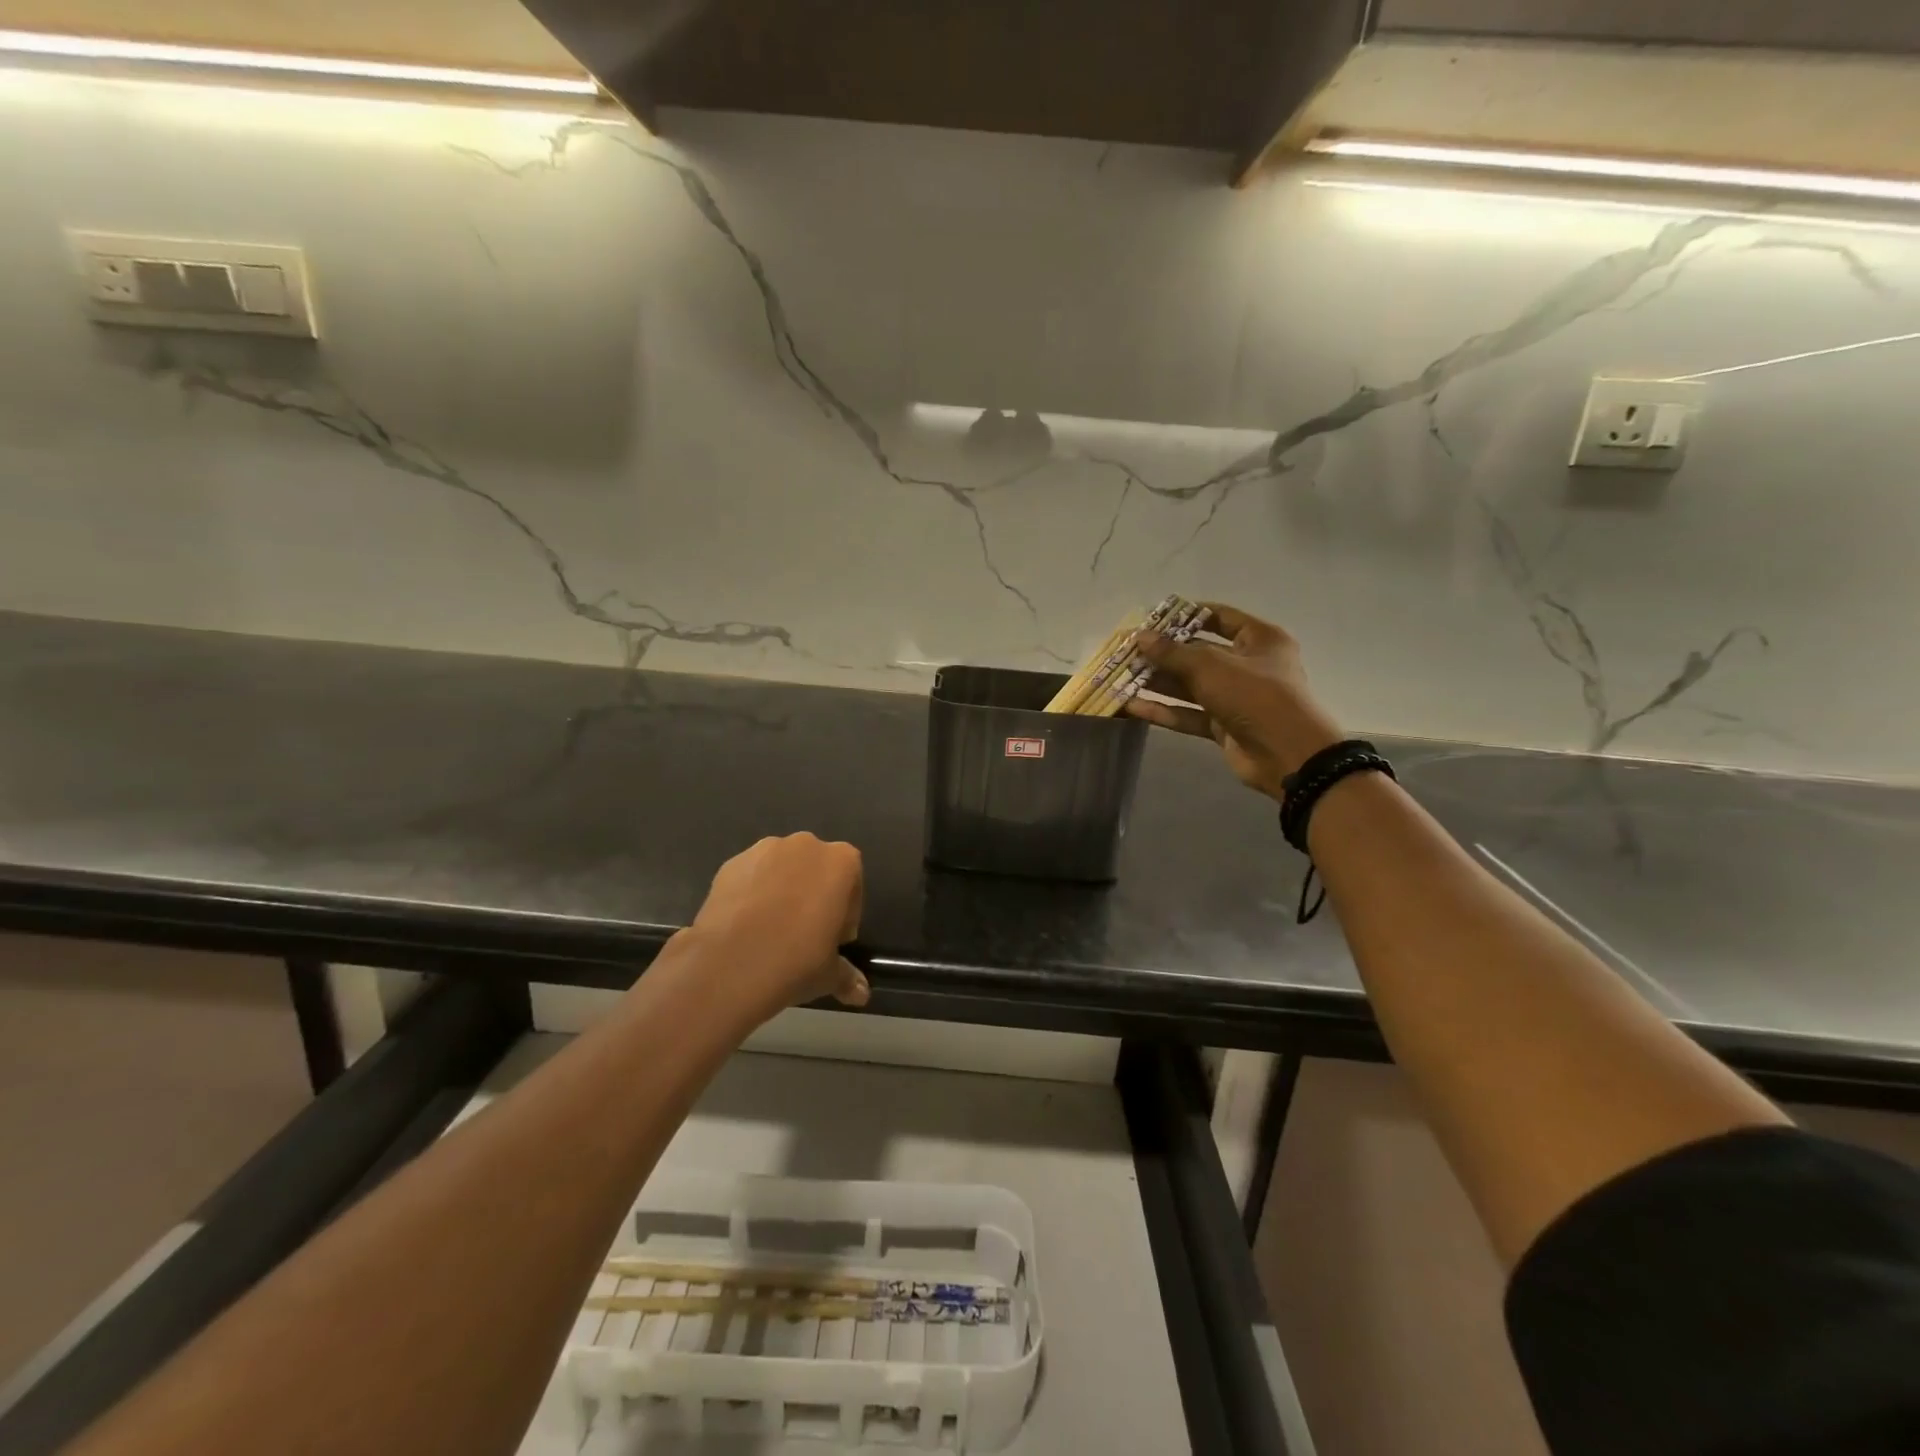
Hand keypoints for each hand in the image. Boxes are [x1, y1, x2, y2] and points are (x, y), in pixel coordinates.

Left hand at [684, 833, 869, 1019]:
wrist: (729, 964)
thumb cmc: (795, 961)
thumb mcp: (829, 974)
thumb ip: (847, 975)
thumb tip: (860, 993)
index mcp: (840, 862)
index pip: (853, 883)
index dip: (846, 913)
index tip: (835, 940)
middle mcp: (806, 845)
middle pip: (817, 870)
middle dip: (815, 896)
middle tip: (805, 934)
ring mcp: (765, 849)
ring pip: (783, 869)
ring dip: (783, 891)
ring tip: (771, 931)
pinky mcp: (731, 863)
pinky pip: (752, 876)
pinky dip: (753, 893)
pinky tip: (746, 926)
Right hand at [1125, 603, 1343, 800]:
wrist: (1286, 754)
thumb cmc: (1254, 695)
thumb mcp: (1210, 666)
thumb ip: (1172, 652)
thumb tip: (1140, 637)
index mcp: (1259, 639)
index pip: (1220, 617)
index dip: (1186, 615)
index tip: (1153, 618)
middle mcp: (1248, 665)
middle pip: (1199, 653)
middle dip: (1163, 653)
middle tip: (1128, 652)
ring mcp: (1235, 697)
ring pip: (1190, 686)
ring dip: (1158, 682)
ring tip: (1122, 678)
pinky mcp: (1223, 725)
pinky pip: (1189, 713)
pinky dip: (1164, 710)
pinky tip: (1132, 706)